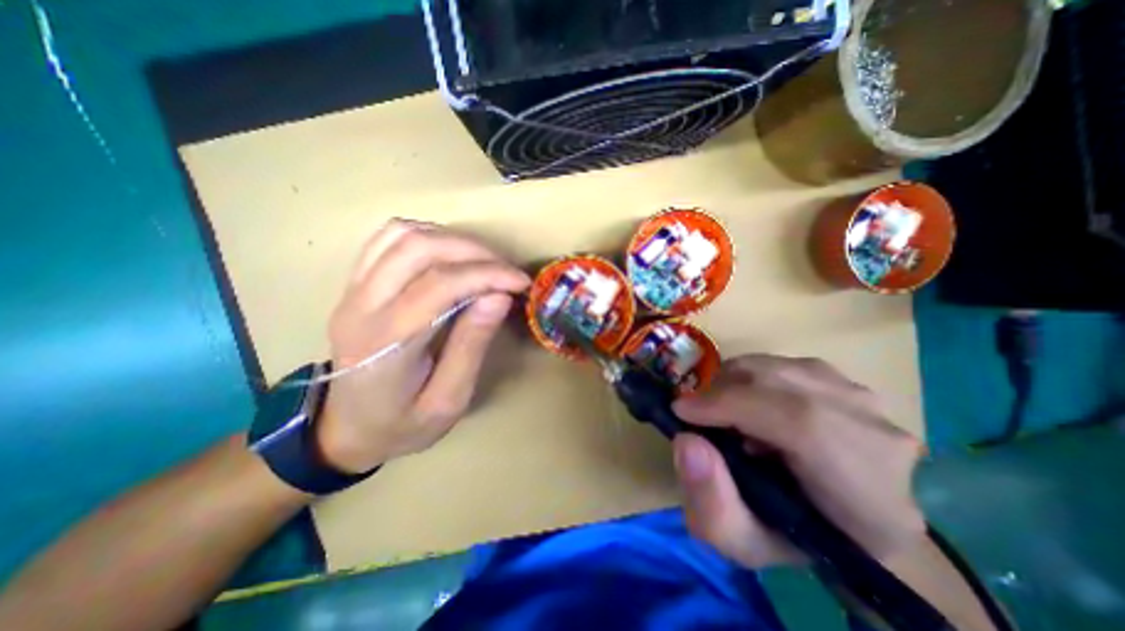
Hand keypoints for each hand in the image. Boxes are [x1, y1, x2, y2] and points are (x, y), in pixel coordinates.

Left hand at [313, 221, 529, 471]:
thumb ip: (472, 346)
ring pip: (402, 234)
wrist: (344, 429)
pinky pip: (387, 239)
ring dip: (452, 240)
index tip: (521, 282)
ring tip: (483, 263)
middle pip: (419, 248)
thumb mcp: (448, 400)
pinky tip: (449, 255)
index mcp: (386, 342)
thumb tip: (499, 297)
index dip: (488, 275)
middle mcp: (362, 305)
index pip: (441, 284)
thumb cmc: (401, 424)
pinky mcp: (355, 283)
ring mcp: (352, 289)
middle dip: (475, 251)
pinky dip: (427, 236)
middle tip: (506, 271)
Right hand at [671, 356, 926, 568]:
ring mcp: (862, 399)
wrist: (842, 519)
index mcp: (867, 494)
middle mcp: (876, 433)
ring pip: (775, 367)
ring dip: (732, 384)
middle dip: (721, 392)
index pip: (800, 423)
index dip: (731, 405)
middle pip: (781, 383)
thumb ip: (711, 503)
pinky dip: (748, 378)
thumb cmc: (794, 537)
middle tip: (696, 415)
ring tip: (723, 415)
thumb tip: (686, 441)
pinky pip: (779, 364)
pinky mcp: (842, 379)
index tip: (681, 411)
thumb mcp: (743, 543)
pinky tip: (747, 404)